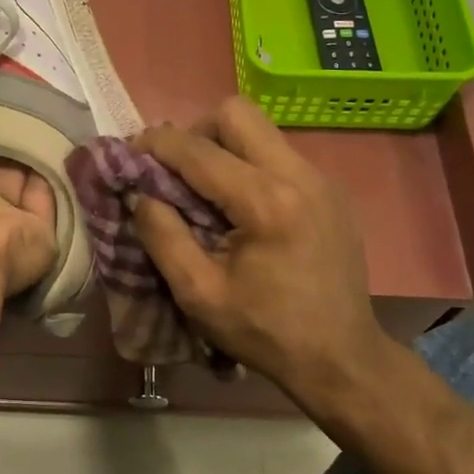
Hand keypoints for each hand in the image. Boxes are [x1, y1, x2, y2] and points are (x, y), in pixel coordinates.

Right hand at [133, 97, 384, 407]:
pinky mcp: (331, 191)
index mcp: (266, 203)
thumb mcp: (199, 294)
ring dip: (224, 147)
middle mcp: (299, 176)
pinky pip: (279, 155)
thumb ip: (162, 236)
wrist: (342, 360)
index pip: (198, 150)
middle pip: (236, 113)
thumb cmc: (266, 332)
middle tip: (177, 170)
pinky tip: (241, 207)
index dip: (156, 144)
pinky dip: (250, 164)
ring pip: (260, 130)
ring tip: (206, 189)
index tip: (131, 152)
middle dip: (196, 132)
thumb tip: (139, 192)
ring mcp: (321, 180)